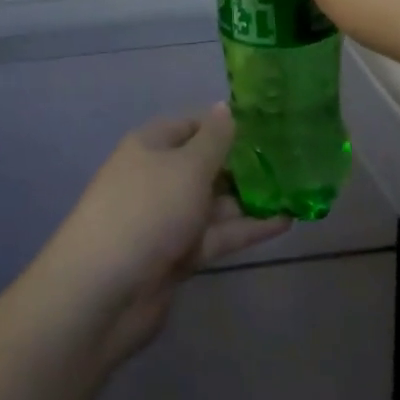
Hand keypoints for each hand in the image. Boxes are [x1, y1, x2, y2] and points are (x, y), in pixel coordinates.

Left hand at [34, 106, 289, 365]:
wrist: (102, 292)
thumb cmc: (147, 211)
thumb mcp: (187, 166)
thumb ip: (215, 140)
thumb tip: (225, 108)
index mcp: (152, 145)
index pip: (194, 125)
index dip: (227, 125)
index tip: (268, 127)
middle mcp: (159, 177)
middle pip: (206, 164)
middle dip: (245, 165)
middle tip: (294, 161)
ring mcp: (167, 218)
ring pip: (215, 202)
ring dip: (251, 199)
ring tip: (297, 191)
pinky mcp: (178, 255)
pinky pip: (217, 234)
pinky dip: (247, 229)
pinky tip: (284, 222)